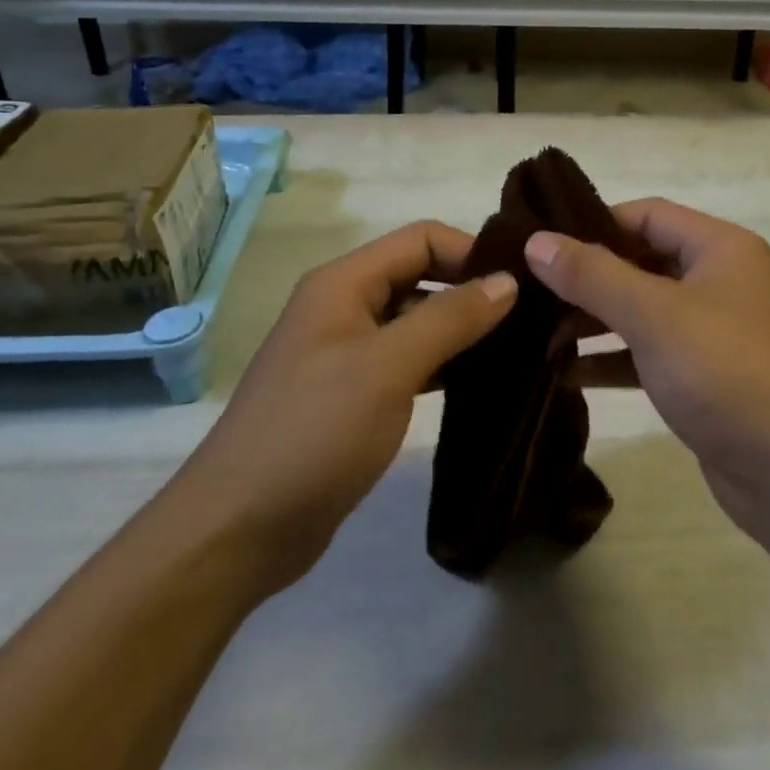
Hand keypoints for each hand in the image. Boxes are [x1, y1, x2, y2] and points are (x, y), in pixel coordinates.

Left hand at [184, 222, 517, 596]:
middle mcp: (345, 306)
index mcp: (344, 283)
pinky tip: (482, 383)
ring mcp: (348, 352)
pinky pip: (409, 361)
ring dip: (463, 330)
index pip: (421, 239)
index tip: (521, 286)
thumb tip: (507, 280)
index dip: (471, 253)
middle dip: (472, 291)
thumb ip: (449, 318)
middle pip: (421, 276)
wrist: (238, 530)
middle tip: (531, 319)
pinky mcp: (355, 395)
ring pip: (418, 321)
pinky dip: (445, 364)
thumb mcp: (387, 367)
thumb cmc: (313, 432)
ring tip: (519, 350)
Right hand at [524, 199, 769, 552]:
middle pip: (642, 262)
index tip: (541, 243)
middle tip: (530, 292)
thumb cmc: (728, 373)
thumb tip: (536, 240)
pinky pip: (650, 354)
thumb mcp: (655, 315)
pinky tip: (568, 374)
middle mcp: (720, 281)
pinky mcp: (707, 380)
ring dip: (595, 321)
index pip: (647, 214)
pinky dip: (613, 360)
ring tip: (538, 335)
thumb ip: (592, 275)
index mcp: (720, 248)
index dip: (594, 224)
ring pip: (643, 311)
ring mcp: (715, 333)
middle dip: (588, 278)